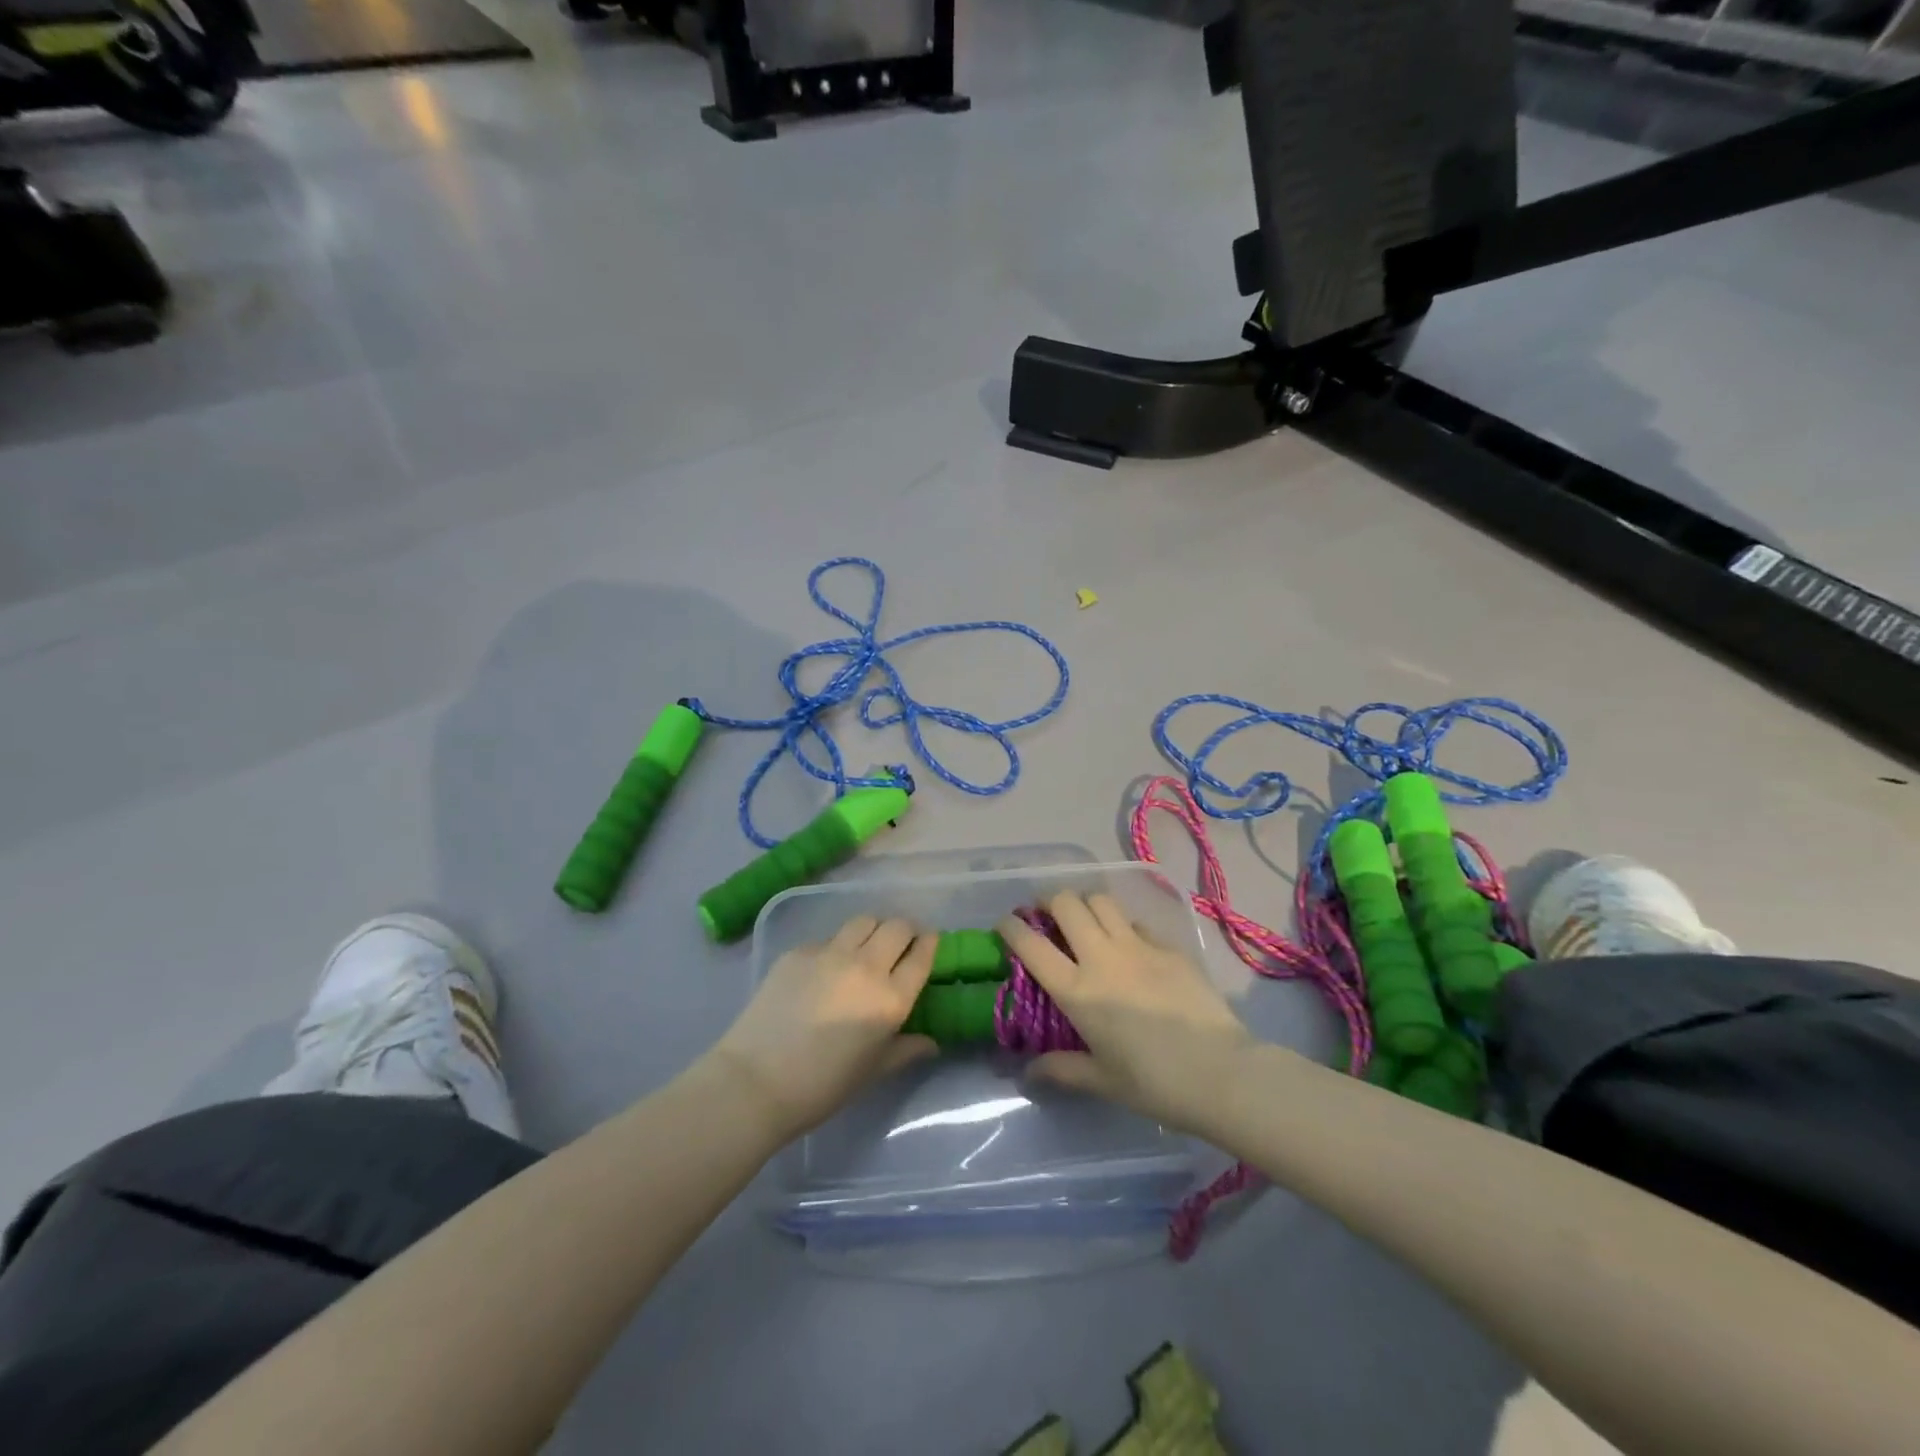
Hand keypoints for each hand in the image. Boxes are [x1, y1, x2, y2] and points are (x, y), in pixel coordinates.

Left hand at [710, 916, 937, 1142]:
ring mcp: (829, 954)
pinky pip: (828, 939)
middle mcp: (866, 967)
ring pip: (863, 921)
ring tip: (866, 947)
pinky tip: (825, 970)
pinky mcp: (799, 951)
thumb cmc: (822, 1086)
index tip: (929, 944)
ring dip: (873, 930)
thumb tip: (931, 1042)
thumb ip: (905, 1050)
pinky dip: (837, 947)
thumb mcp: (872, 1072)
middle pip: (897, 927)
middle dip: (905, 931)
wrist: (755, 1081)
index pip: (922, 955)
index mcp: (890, 999)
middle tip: (900, 946)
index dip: (930, 944)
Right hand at [998, 892, 1256, 1132]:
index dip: (1011, 927)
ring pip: (1101, 900)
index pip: (1031, 944)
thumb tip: (1029, 1072)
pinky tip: (1129, 945)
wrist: (1221, 1072)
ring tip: (1084, 919)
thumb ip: (1062, 1070)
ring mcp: (1138, 946)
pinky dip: (1123, 925)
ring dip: (1085, 903)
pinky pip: (1136, 922)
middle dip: (1048, 900)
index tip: (1005, 924)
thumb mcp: (1102, 1080)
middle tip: (1045, 914)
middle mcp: (1101, 957)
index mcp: (1077, 990)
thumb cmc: (1154, 1083)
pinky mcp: (1168, 946)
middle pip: (1066, 903)